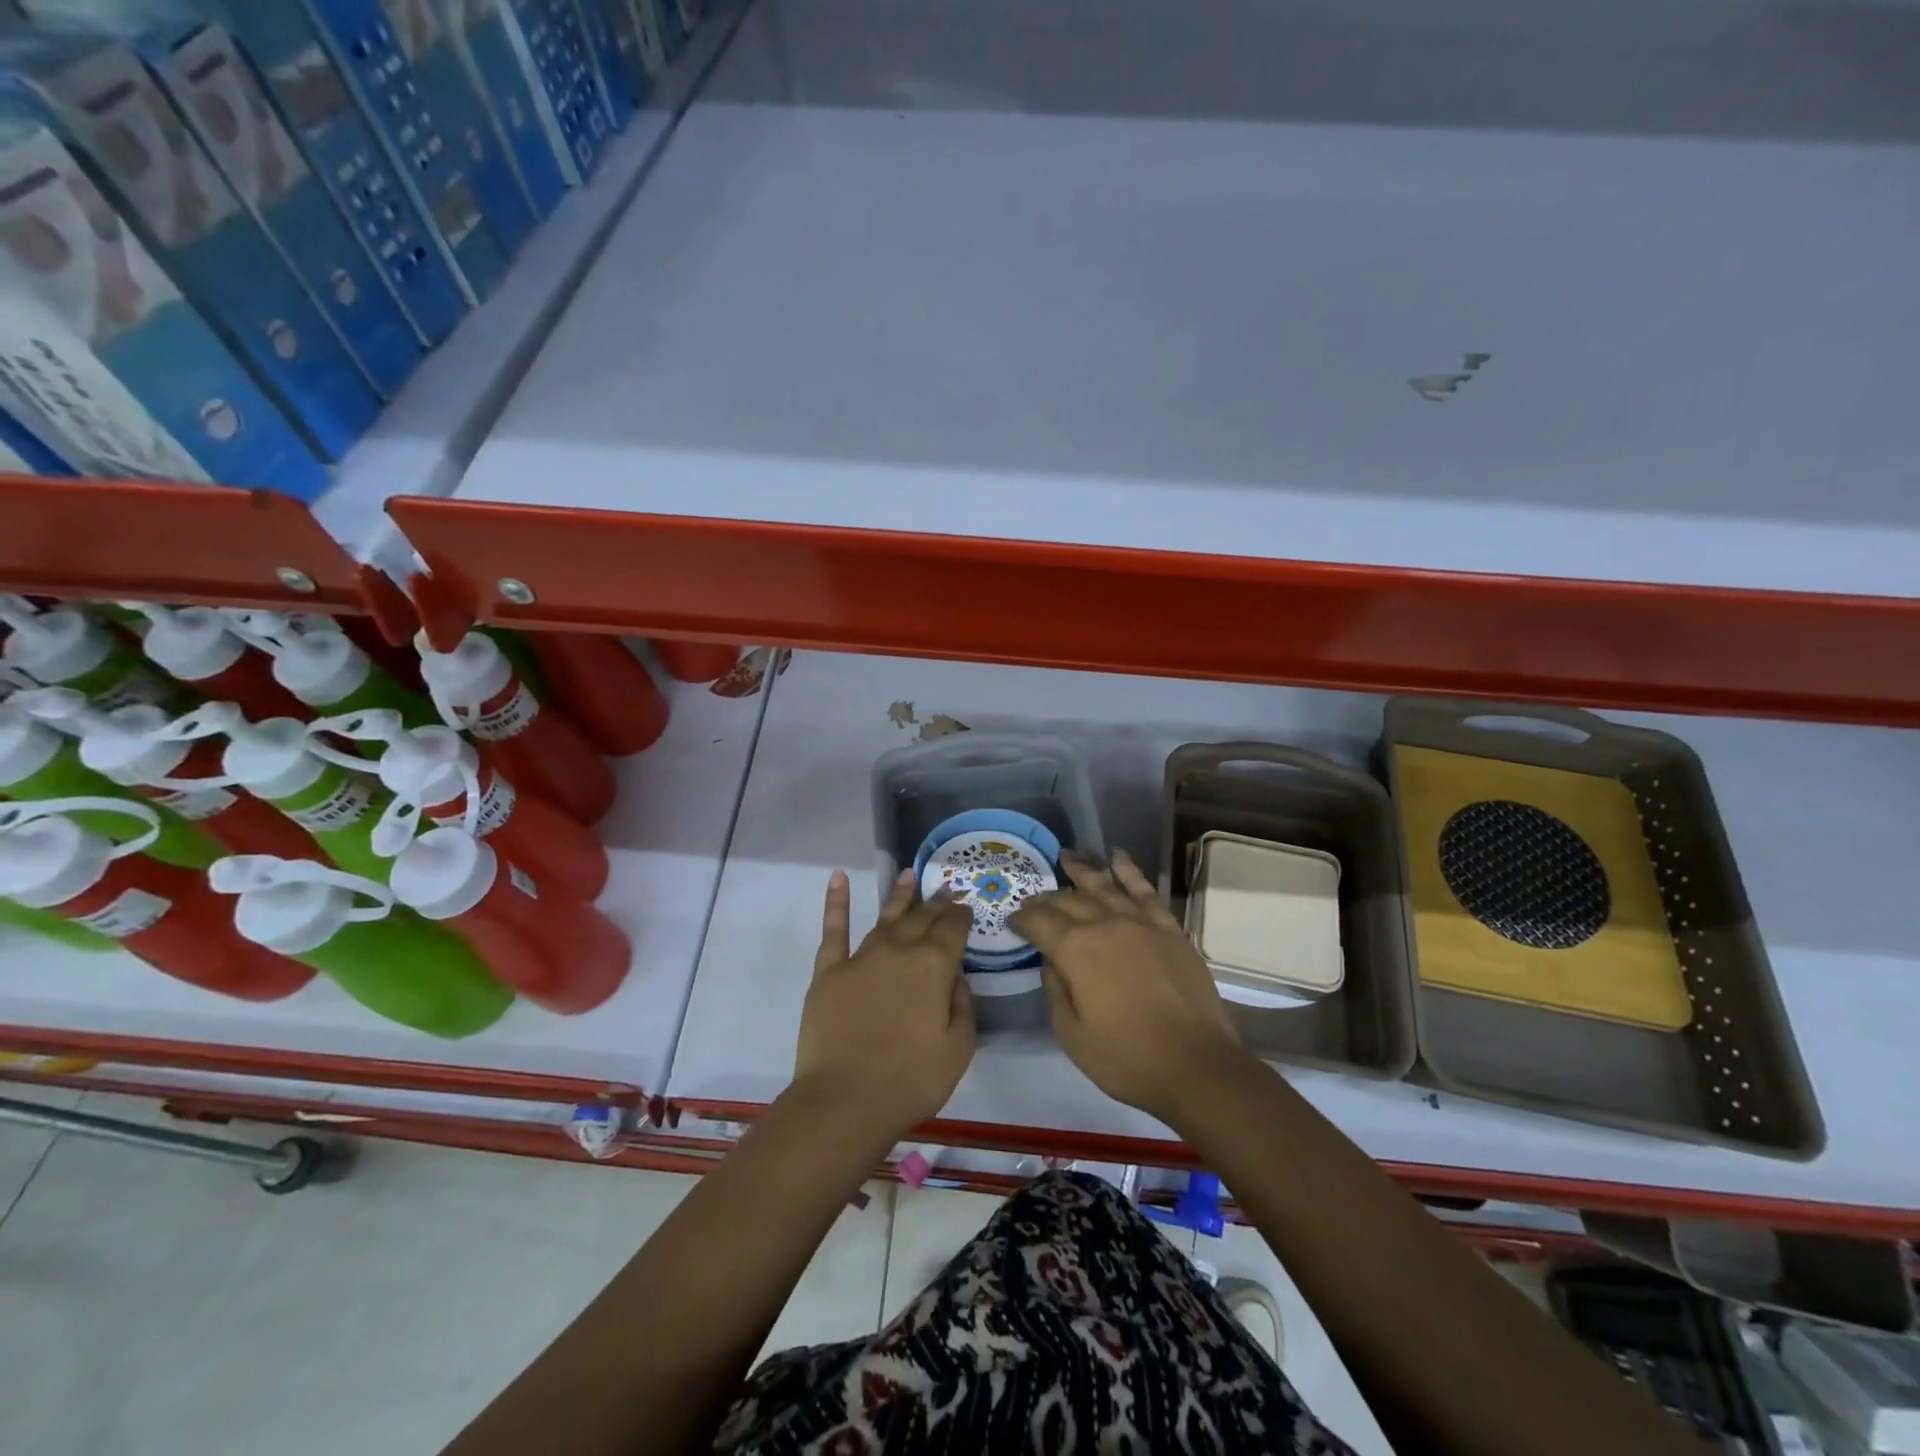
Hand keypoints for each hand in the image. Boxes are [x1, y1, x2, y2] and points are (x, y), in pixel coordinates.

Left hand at [792, 869, 975, 1138]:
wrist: (845, 1100)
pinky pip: (834, 929)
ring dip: (899, 895)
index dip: (961, 915)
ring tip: (909, 875)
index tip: (965, 908)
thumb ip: (962, 1004)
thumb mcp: (959, 1047)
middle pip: (921, 917)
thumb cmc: (911, 1080)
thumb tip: (955, 975)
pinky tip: (838, 878)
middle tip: (945, 890)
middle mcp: (899, 949)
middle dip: (936, 903)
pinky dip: (837, 901)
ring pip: (885, 916)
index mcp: (934, 965)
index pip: (953, 928)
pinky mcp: (829, 971)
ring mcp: (861, 957)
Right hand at [1011, 850, 1246, 1122]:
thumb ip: (1056, 990)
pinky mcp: (1169, 929)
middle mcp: (1105, 925)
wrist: (1197, 1066)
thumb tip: (1052, 962)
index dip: (1022, 920)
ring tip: (1067, 856)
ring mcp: (1140, 923)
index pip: (1039, 922)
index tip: (1013, 922)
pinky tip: (1118, 856)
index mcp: (1076, 949)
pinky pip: (1145, 891)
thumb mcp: (1072, 1034)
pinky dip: (1129, 871)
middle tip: (1035, 899)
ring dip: (1082, 870)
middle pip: (1069, 900)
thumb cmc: (1126, 1058)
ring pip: (1104, 886)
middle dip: (1047, 898)